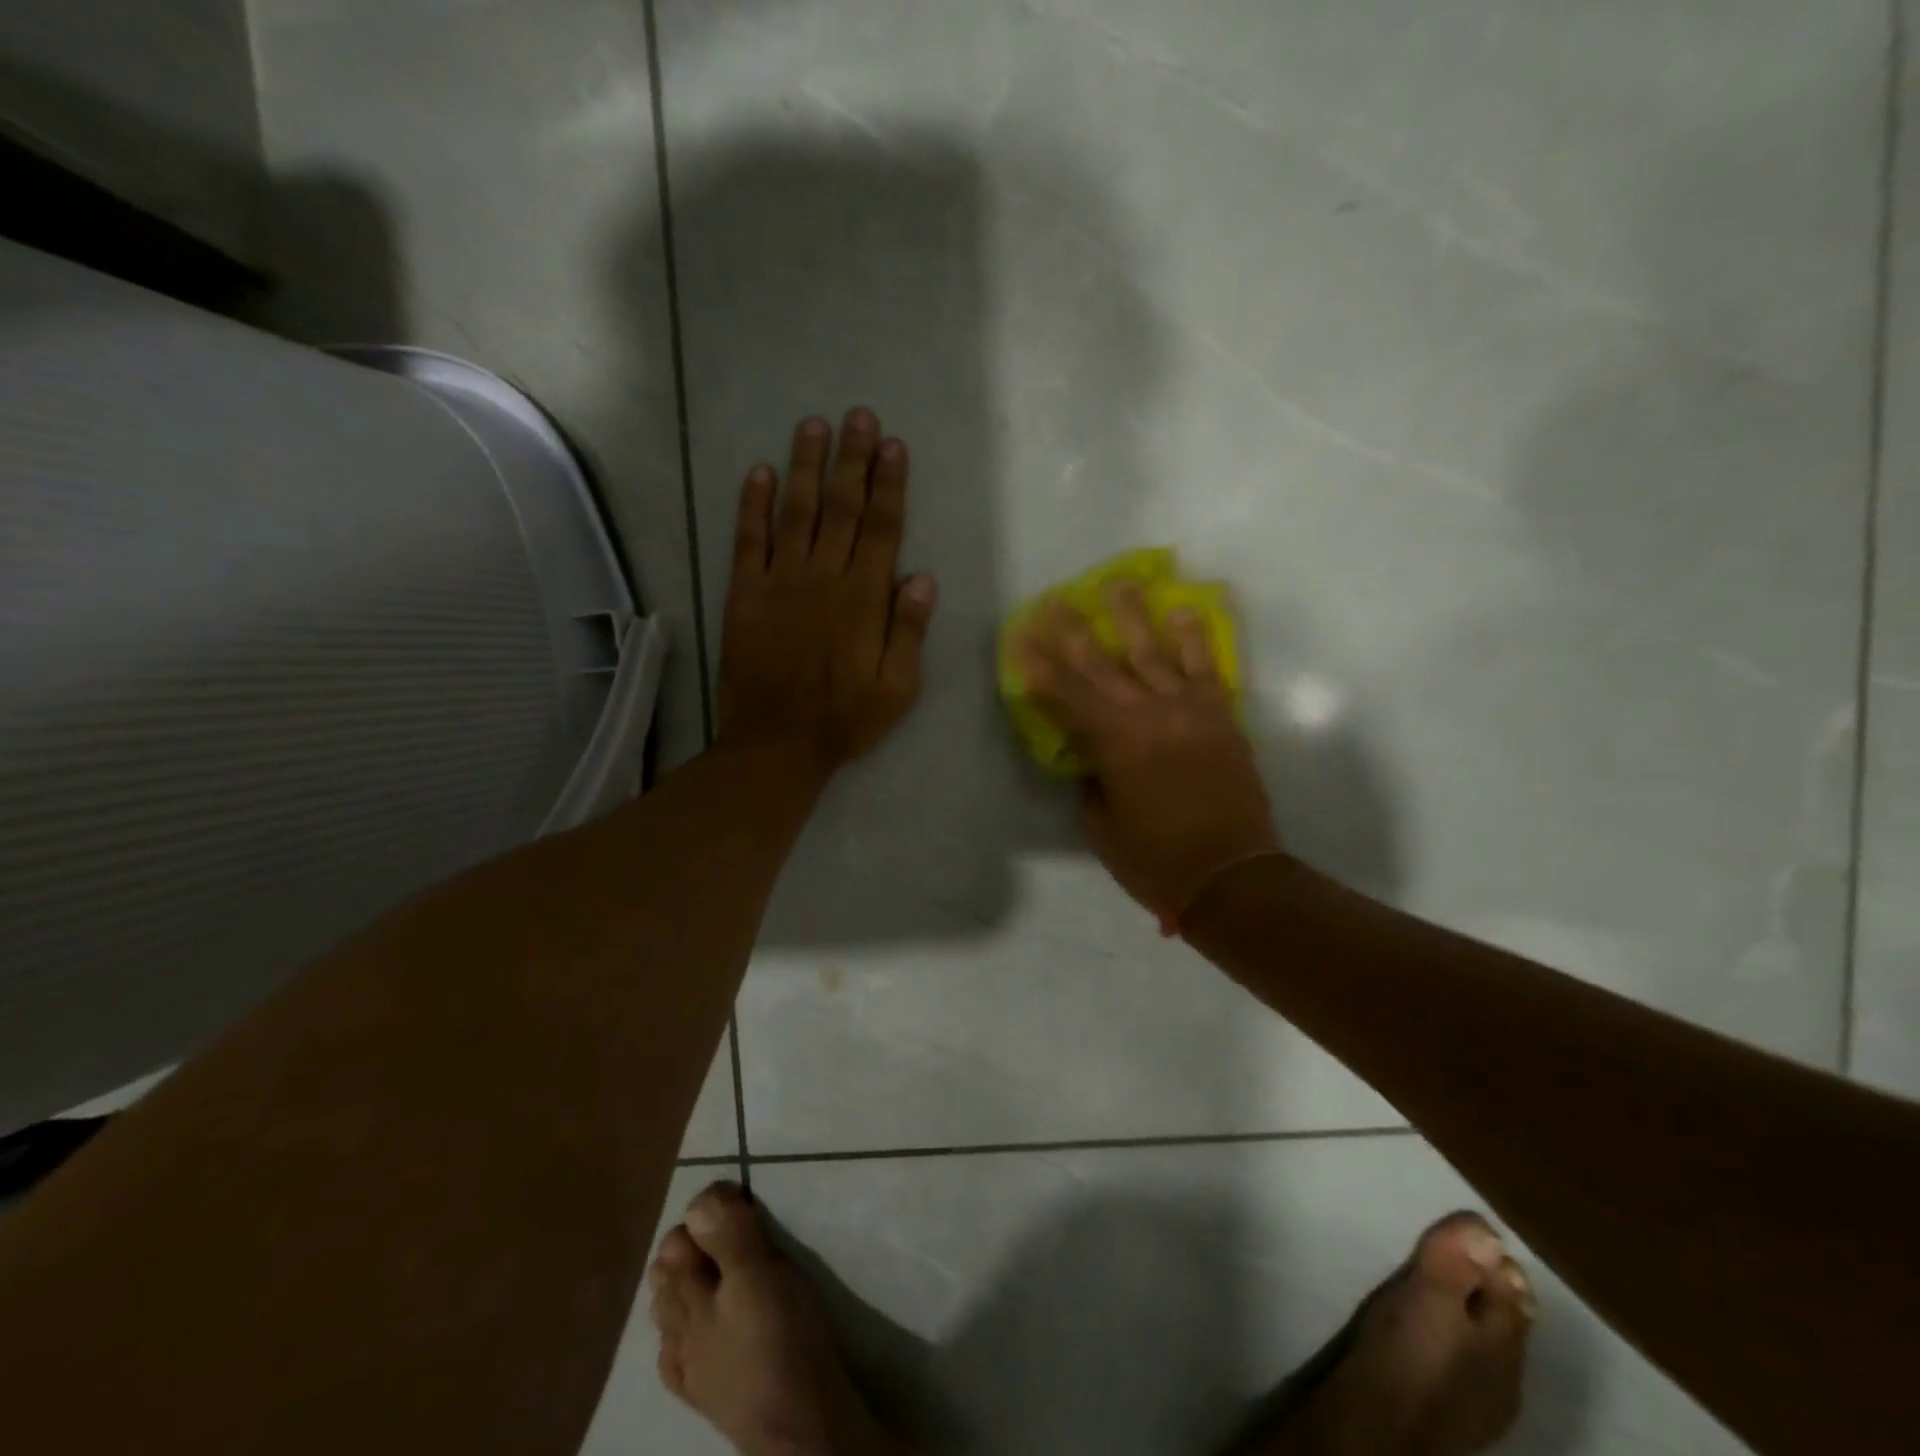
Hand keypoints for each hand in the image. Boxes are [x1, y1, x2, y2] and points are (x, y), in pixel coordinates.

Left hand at [716, 408, 936, 774]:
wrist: (776, 743)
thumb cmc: (845, 719)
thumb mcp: (898, 688)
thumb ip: (909, 632)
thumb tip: (922, 578)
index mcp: (864, 599)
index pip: (882, 528)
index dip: (889, 485)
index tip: (894, 446)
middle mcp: (824, 577)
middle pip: (842, 507)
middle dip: (853, 459)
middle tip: (859, 417)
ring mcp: (780, 581)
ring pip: (796, 511)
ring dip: (805, 466)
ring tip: (814, 426)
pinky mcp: (744, 593)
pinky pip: (748, 539)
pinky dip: (752, 504)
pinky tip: (758, 472)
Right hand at [1016, 585, 1280, 928]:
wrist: (1231, 874)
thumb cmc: (1155, 859)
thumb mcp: (1101, 825)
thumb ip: (1092, 779)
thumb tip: (1092, 754)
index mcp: (1113, 744)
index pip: (1064, 695)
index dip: (1038, 666)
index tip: (1021, 636)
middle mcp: (1147, 714)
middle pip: (1101, 664)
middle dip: (1072, 630)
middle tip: (1055, 599)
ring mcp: (1188, 710)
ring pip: (1153, 652)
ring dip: (1132, 616)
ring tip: (1118, 583)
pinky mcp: (1220, 716)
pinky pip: (1205, 667)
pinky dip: (1193, 638)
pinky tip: (1182, 611)